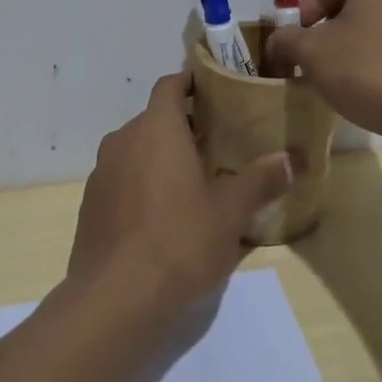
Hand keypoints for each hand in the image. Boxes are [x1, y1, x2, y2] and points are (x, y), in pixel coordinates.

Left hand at [68, 72, 292, 318]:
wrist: (112, 299)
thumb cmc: (178, 242)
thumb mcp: (229, 214)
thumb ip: (260, 180)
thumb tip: (291, 158)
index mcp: (157, 129)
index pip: (169, 85)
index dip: (190, 82)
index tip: (214, 90)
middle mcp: (123, 140)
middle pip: (154, 118)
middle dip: (182, 125)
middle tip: (216, 143)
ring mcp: (102, 173)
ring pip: (135, 149)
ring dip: (160, 155)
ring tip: (192, 180)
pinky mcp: (90, 204)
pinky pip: (121, 178)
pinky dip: (141, 182)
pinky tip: (161, 215)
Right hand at [261, 0, 381, 143]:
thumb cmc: (368, 68)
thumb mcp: (312, 52)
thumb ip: (286, 40)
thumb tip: (278, 42)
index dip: (307, 13)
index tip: (296, 42)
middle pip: (358, 3)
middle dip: (332, 30)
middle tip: (315, 60)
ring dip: (358, 46)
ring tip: (344, 78)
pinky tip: (375, 89)